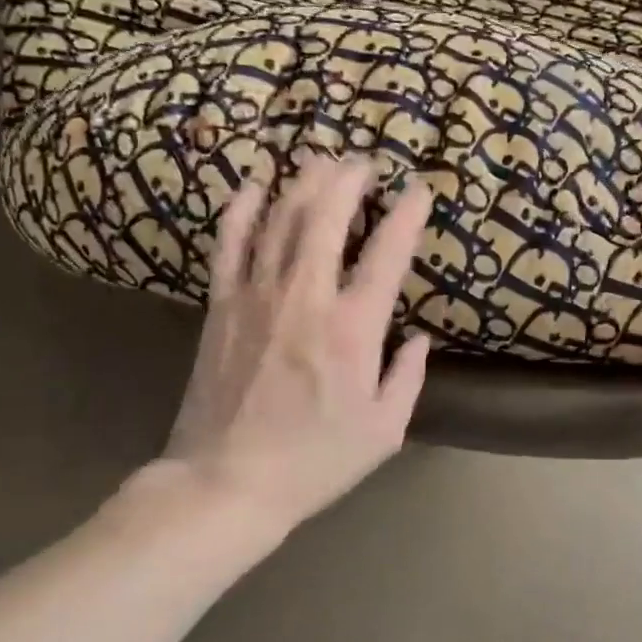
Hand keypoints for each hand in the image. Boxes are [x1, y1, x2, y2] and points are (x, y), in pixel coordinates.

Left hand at [154, 157, 433, 531]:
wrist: (228, 481)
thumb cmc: (315, 462)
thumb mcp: (384, 431)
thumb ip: (408, 377)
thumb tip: (420, 338)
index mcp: (353, 330)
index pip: (386, 255)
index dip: (407, 216)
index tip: (420, 191)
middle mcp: (305, 298)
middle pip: (326, 217)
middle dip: (349, 180)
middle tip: (365, 162)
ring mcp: (256, 297)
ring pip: (280, 219)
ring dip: (304, 183)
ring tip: (321, 161)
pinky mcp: (221, 307)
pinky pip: (230, 244)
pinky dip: (241, 209)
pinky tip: (253, 186)